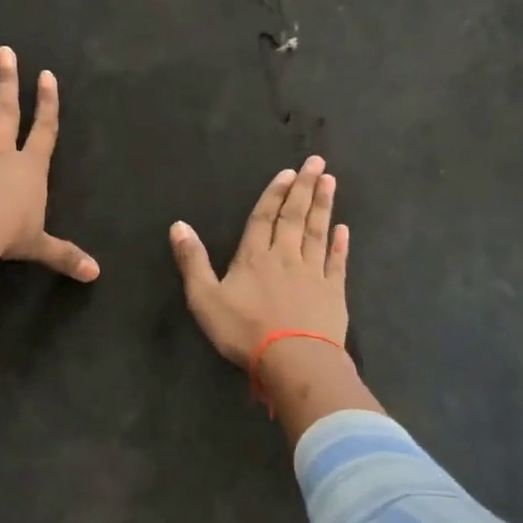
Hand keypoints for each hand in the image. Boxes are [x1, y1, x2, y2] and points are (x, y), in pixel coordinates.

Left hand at [0, 47, 98, 306]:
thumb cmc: (9, 236)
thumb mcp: (41, 247)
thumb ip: (65, 255)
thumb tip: (95, 274)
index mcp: (29, 168)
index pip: (43, 129)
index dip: (47, 103)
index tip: (46, 75)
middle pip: (6, 112)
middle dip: (8, 82)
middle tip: (5, 52)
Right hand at [171, 157, 382, 447]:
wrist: (293, 360)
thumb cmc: (244, 331)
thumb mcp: (205, 298)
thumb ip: (192, 261)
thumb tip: (178, 225)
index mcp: (254, 257)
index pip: (264, 218)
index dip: (275, 194)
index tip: (288, 172)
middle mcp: (285, 257)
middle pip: (295, 216)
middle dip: (304, 188)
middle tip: (317, 162)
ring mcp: (313, 273)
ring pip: (317, 232)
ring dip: (323, 206)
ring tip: (330, 181)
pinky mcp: (333, 293)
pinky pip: (337, 263)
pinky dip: (340, 245)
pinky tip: (344, 229)